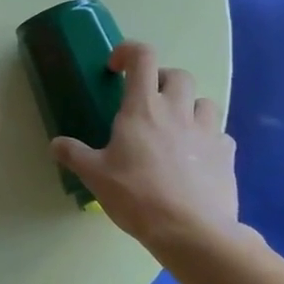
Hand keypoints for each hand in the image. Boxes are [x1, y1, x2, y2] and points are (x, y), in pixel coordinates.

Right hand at [52, 42, 239, 250]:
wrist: (192, 231)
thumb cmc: (137, 196)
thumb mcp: (95, 176)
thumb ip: (74, 154)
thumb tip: (56, 144)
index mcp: (142, 108)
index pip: (142, 57)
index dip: (128, 52)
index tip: (116, 69)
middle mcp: (177, 110)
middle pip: (178, 74)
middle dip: (161, 80)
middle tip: (146, 101)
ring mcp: (207, 131)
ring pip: (204, 101)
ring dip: (189, 106)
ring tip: (174, 127)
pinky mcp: (227, 154)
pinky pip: (220, 134)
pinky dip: (208, 137)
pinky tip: (196, 156)